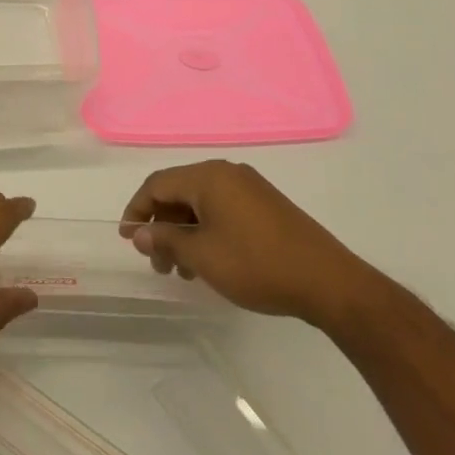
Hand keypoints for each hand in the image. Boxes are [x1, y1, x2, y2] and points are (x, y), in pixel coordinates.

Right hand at [120, 160, 380, 329]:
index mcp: (208, 176)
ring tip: (183, 271)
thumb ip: (166, 240)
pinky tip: (210, 261)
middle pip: (180, 191)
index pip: (158, 184)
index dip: (137, 209)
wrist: (328, 282)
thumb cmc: (257, 265)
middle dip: (163, 226)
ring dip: (185, 232)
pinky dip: (207, 231)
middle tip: (157, 264)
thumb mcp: (203, 256)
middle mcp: (227, 173)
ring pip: (202, 203)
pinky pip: (223, 210)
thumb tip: (139, 232)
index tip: (126, 237)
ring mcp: (250, 188)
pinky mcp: (266, 206)